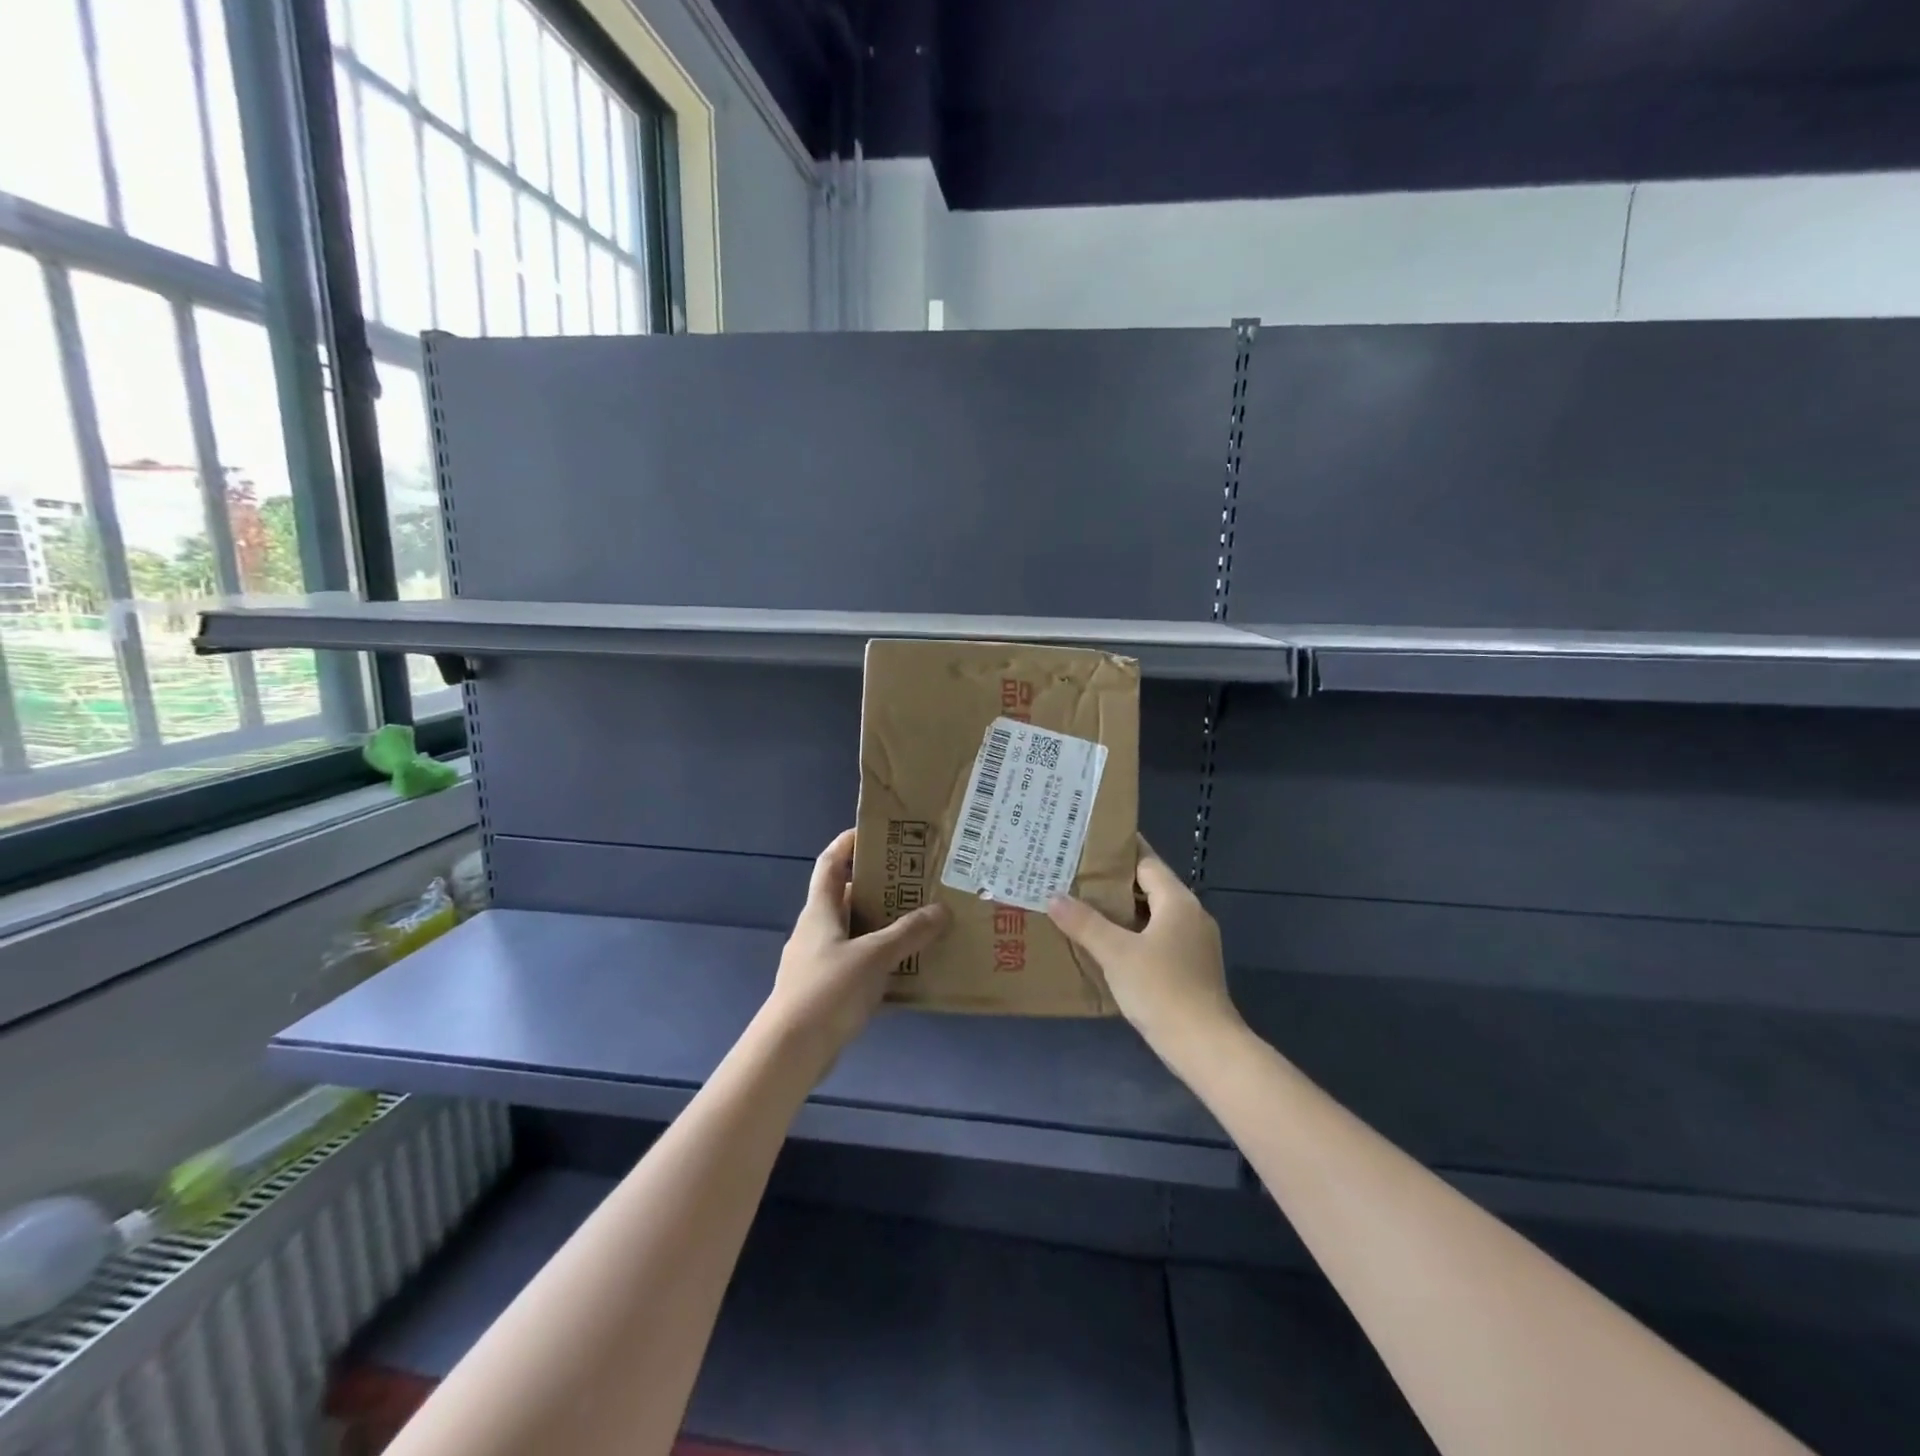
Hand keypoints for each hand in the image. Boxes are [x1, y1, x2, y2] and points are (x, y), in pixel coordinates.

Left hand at [765, 828, 950, 1059]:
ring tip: (921, 923)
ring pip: (855, 933)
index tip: (874, 833)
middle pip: (847, 897)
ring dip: (883, 927)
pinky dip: (880, 961)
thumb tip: (941, 910)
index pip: (830, 863)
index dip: (847, 844)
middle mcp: (816, 930)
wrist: (790, 1051)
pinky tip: (907, 970)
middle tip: (916, 882)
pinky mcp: (826, 991)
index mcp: (820, 910)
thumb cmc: (828, 990)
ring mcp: (819, 961)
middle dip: (879, 888)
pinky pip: (858, 965)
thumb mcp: (873, 956)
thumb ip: (908, 933)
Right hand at [1048, 838, 1241, 1069]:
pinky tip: (1106, 945)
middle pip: (1149, 887)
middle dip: (1113, 884)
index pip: (1146, 862)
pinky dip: (1133, 935)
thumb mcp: (1116, 953)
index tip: (1087, 845)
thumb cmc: (1162, 989)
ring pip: (1152, 915)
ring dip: (1122, 912)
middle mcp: (1190, 915)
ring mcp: (1194, 943)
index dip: (1118, 853)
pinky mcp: (1191, 967)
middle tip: (1075, 878)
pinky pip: (1157, 938)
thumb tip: (1054, 897)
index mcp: (1178, 901)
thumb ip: (1085, 923)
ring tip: (1083, 908)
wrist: (1205, 1046)